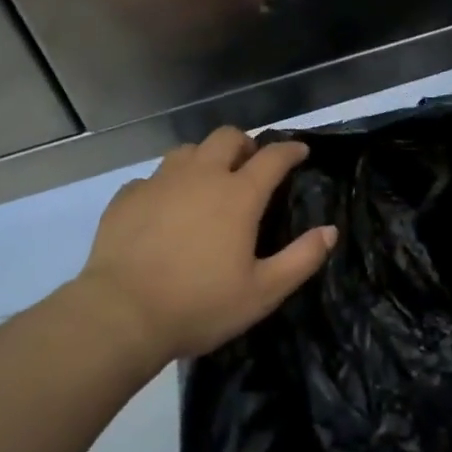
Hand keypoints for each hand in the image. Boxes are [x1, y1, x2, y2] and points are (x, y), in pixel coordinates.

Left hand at [72, 126, 336, 369]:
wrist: (122, 314)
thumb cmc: (200, 305)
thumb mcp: (262, 292)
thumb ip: (301, 259)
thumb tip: (330, 231)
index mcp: (238, 195)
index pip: (272, 157)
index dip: (290, 150)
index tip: (300, 151)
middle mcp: (201, 176)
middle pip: (227, 137)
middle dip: (245, 144)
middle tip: (250, 165)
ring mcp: (160, 182)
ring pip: (188, 150)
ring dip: (205, 158)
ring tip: (207, 181)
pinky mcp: (128, 196)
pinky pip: (153, 177)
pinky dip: (167, 185)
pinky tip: (165, 207)